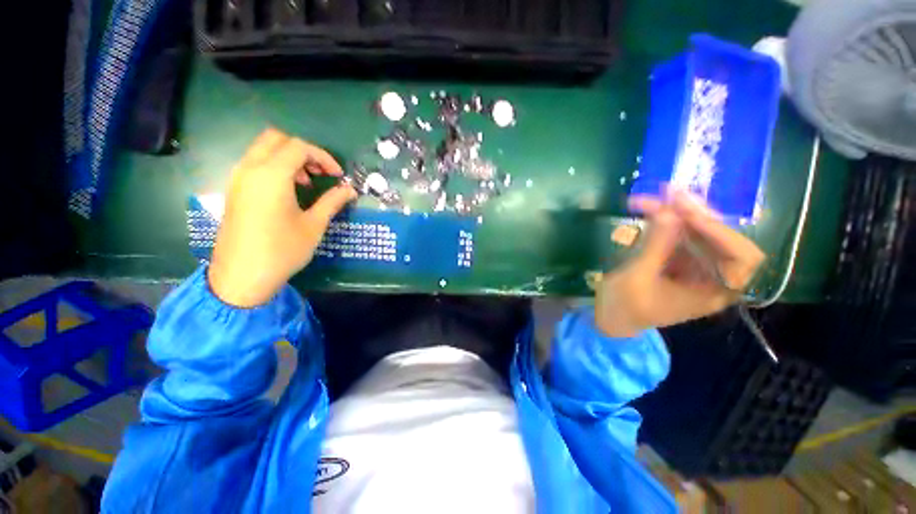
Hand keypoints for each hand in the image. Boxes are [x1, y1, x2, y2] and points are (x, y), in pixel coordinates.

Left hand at [208, 128, 356, 306]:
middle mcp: (250, 169)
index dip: (323, 157)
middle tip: (320, 174)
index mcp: (271, 175)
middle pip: (276, 139)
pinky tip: (288, 191)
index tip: (338, 176)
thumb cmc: (282, 250)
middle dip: (303, 151)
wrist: (242, 276)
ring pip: (263, 149)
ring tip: (306, 184)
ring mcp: (238, 179)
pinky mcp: (234, 190)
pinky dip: (274, 167)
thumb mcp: (314, 225)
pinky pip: (254, 164)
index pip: (299, 147)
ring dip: (288, 158)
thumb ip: (332, 202)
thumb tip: (350, 190)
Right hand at [595, 187, 765, 337]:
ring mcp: (695, 263)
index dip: (721, 232)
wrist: (611, 317)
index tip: (688, 215)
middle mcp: (712, 274)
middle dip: (694, 213)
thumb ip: (655, 246)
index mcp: (714, 291)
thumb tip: (670, 211)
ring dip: (675, 211)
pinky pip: (677, 232)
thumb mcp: (637, 278)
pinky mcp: (677, 256)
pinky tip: (648, 209)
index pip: (742, 256)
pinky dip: (663, 218)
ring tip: (650, 198)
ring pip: (696, 229)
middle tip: (668, 193)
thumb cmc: (625, 306)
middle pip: (719, 236)